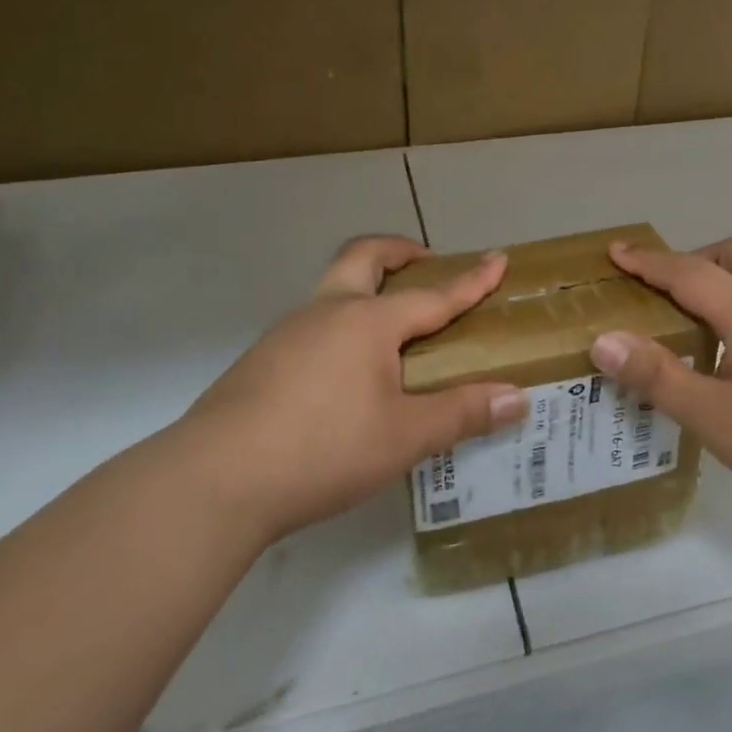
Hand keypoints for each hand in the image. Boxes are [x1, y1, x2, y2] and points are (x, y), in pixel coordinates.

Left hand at [171, 236, 526, 543]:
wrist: (214, 480)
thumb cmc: (323, 448)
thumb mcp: (404, 436)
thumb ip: (462, 413)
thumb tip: (518, 399)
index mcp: (367, 322)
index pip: (433, 295)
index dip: (470, 280)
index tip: (498, 258)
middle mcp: (327, 312)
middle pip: (364, 257)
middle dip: (400, 251)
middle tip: (426, 264)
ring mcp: (287, 333)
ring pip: (333, 289)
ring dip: (367, 289)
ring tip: (391, 332)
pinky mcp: (261, 360)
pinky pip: (312, 324)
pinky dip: (341, 326)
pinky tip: (345, 374)